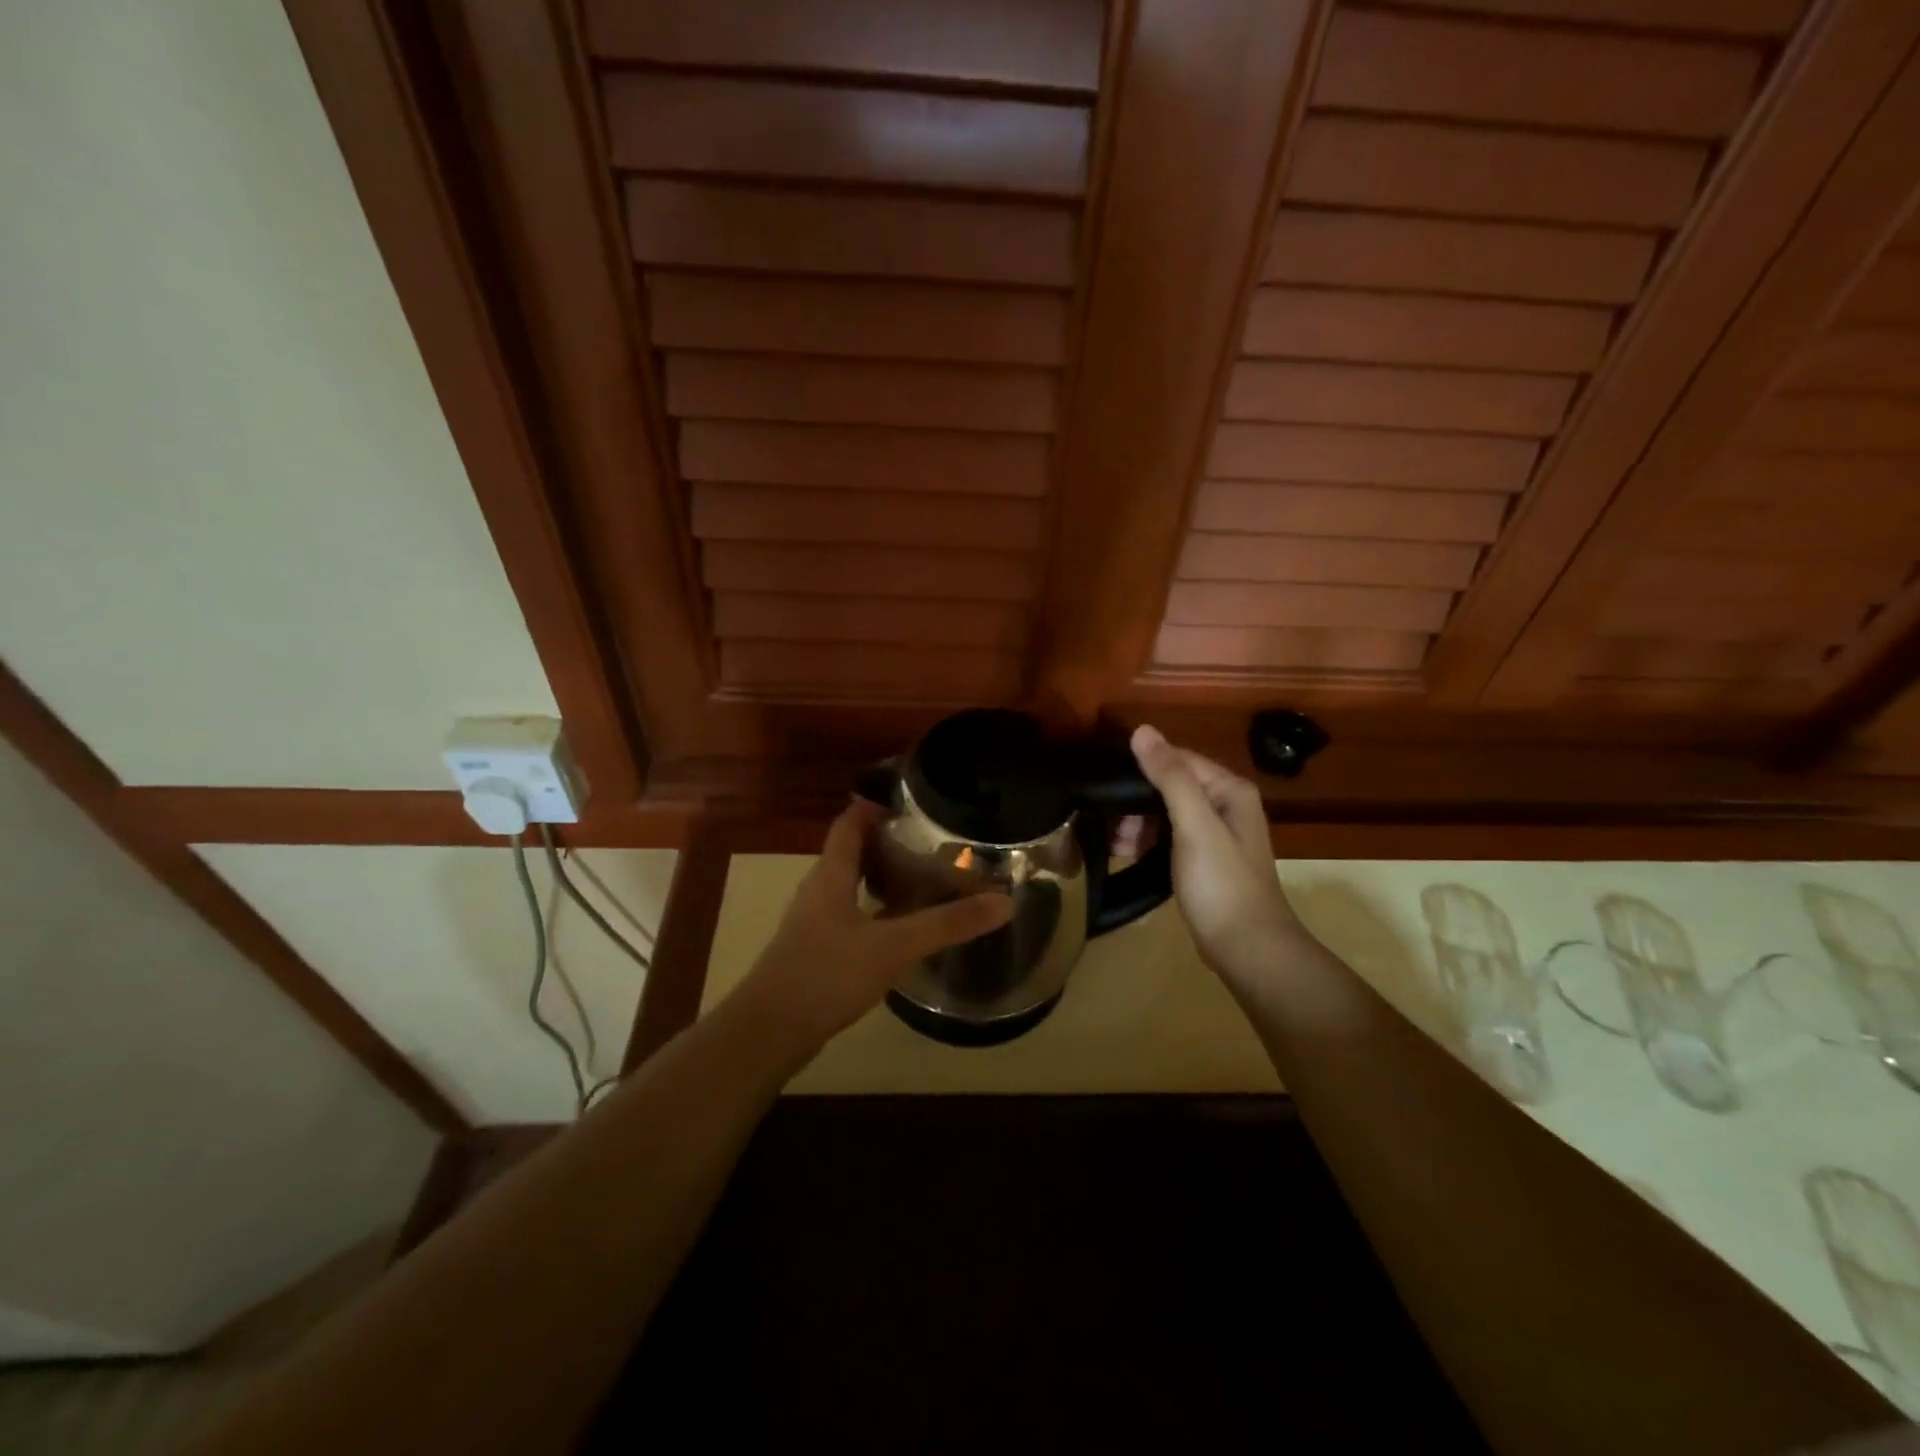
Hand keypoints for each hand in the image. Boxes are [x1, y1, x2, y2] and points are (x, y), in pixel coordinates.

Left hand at [729, 799, 1012, 1056]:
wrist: (770, 1031)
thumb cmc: (826, 974)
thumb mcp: (893, 946)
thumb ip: (947, 924)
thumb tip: (1003, 901)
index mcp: (831, 874)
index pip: (850, 822)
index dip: (876, 805)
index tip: (913, 799)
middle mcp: (819, 889)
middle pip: (853, 851)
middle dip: (889, 842)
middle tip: (932, 840)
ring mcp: (815, 921)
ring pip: (852, 885)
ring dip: (883, 876)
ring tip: (925, 878)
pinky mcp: (817, 950)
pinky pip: (851, 914)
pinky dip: (877, 909)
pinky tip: (902, 927)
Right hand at [1130, 725, 1298, 977]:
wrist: (1247, 948)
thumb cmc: (1222, 883)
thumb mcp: (1194, 825)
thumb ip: (1170, 777)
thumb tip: (1142, 730)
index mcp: (1229, 790)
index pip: (1177, 759)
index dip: (1141, 767)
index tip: (1105, 785)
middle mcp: (1225, 805)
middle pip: (1170, 786)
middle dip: (1135, 802)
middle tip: (1108, 824)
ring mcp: (1215, 834)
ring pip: (1165, 813)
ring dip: (1137, 824)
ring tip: (1113, 845)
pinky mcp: (1203, 860)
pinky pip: (1168, 838)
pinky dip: (1146, 842)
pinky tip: (1125, 854)